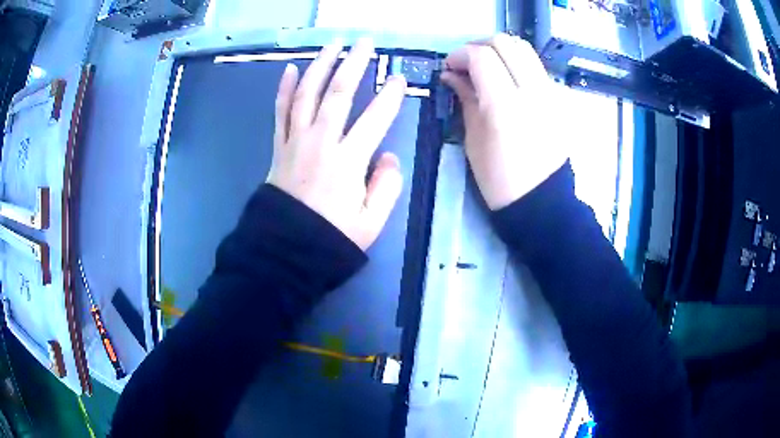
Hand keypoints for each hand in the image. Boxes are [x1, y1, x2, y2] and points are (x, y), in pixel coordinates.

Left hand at [267, 38, 406, 249]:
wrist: (286, 248)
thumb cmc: (331, 237)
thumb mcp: (371, 222)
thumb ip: (386, 187)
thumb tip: (388, 155)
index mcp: (347, 162)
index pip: (374, 120)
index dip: (390, 97)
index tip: (399, 79)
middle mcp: (320, 143)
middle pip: (338, 94)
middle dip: (353, 64)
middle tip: (365, 42)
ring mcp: (295, 141)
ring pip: (307, 95)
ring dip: (321, 66)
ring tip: (333, 45)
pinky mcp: (279, 146)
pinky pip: (280, 112)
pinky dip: (285, 89)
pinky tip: (291, 69)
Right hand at [441, 34, 567, 209]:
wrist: (543, 201)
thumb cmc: (500, 179)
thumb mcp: (474, 139)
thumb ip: (465, 98)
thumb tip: (452, 74)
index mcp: (505, 105)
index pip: (482, 56)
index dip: (460, 54)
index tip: (450, 67)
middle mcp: (533, 91)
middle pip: (506, 42)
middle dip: (480, 45)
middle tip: (467, 62)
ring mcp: (551, 93)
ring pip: (525, 50)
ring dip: (500, 51)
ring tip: (487, 68)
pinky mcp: (560, 99)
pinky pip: (536, 67)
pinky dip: (517, 65)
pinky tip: (508, 83)